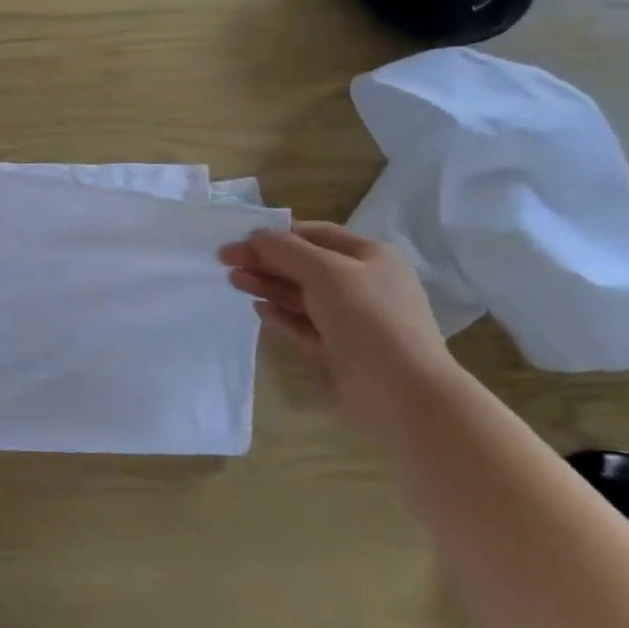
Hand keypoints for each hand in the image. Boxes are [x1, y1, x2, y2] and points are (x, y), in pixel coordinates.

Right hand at [220, 222, 457, 435]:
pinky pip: (302, 325)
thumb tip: (254, 237)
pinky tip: (258, 309)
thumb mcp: (326, 272)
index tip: (241, 240)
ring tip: (234, 281)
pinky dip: (280, 315)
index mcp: (370, 257)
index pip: (317, 235)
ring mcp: (350, 319)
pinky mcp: (337, 349)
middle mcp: (361, 284)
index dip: (278, 234)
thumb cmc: (369, 319)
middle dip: (266, 260)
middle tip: (226, 261)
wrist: (402, 392)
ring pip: (300, 295)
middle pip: (305, 264)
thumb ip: (286, 250)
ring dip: (267, 285)